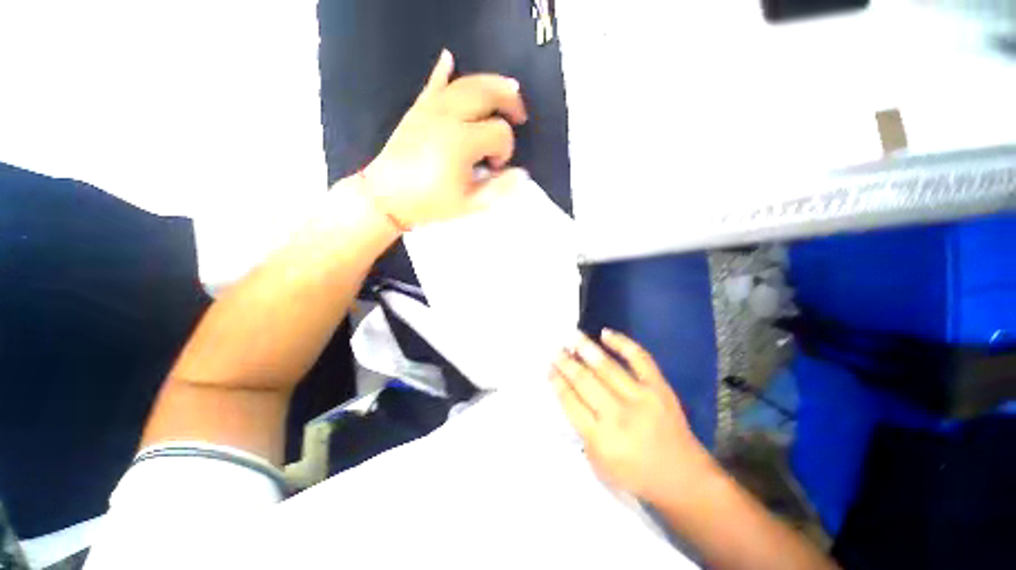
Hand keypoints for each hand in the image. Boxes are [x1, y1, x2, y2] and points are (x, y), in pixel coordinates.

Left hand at [364, 49, 528, 227]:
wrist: (386, 197)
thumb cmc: (430, 203)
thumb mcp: (469, 204)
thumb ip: (499, 188)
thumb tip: (522, 174)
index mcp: (462, 142)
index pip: (500, 133)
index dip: (506, 150)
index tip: (496, 167)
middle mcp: (448, 116)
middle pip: (488, 94)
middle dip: (510, 101)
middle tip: (520, 116)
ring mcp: (430, 109)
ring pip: (466, 83)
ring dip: (490, 83)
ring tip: (507, 90)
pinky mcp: (417, 110)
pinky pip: (433, 84)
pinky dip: (443, 70)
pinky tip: (449, 58)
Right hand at [550, 330, 715, 503]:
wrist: (682, 478)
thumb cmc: (636, 475)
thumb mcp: (599, 464)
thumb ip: (582, 430)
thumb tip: (570, 394)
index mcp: (601, 438)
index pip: (571, 402)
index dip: (558, 382)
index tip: (550, 368)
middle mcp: (619, 415)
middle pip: (585, 381)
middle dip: (566, 363)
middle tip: (556, 350)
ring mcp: (641, 398)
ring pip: (607, 367)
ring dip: (586, 349)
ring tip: (573, 337)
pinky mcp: (659, 388)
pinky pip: (639, 358)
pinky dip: (622, 343)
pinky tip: (605, 333)